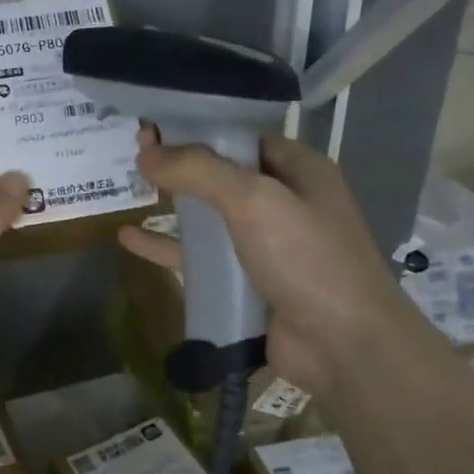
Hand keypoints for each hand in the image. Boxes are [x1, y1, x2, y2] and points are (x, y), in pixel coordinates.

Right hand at [117, 127, 408, 396]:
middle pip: (221, 173)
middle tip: (133, 152)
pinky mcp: (249, 281)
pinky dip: (168, 246)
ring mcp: (267, 244)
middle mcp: (285, 201)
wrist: (345, 347)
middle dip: (179, 163)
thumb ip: (198, 171)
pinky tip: (129, 239)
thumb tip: (146, 154)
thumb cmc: (307, 258)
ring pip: (210, 216)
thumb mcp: (254, 200)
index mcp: (298, 169)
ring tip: (128, 188)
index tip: (152, 126)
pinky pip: (202, 257)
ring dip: (172, 204)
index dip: (196, 128)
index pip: (240, 136)